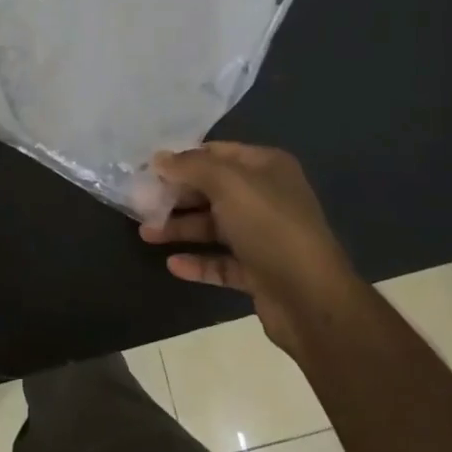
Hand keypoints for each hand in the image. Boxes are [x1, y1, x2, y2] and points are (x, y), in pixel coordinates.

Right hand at [139, 142, 348, 351]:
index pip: (217, 152)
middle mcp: (267, 197)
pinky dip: (198, 262)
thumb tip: (159, 158)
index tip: (149, 168)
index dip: (183, 159)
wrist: (311, 298)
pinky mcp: (259, 272)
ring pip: (214, 227)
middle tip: (140, 202)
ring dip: (181, 228)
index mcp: (267, 168)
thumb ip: (190, 167)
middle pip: (212, 190)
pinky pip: (221, 262)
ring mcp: (264, 236)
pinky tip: (173, 264)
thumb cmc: (269, 226)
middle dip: (177, 196)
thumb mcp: (227, 183)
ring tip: (146, 234)